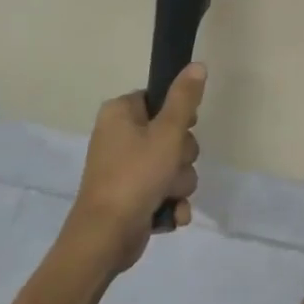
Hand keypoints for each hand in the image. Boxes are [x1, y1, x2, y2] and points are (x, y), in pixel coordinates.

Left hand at [64, 64, 203, 274]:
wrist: (105, 238)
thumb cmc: (136, 176)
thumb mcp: (167, 132)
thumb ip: (185, 98)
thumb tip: (198, 64)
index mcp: (120, 113)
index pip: (160, 99)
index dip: (179, 115)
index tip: (183, 129)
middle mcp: (119, 137)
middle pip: (172, 134)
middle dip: (181, 156)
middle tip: (171, 166)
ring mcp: (125, 169)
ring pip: (173, 165)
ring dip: (179, 182)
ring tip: (167, 195)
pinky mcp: (132, 196)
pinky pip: (165, 190)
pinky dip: (171, 202)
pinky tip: (170, 214)